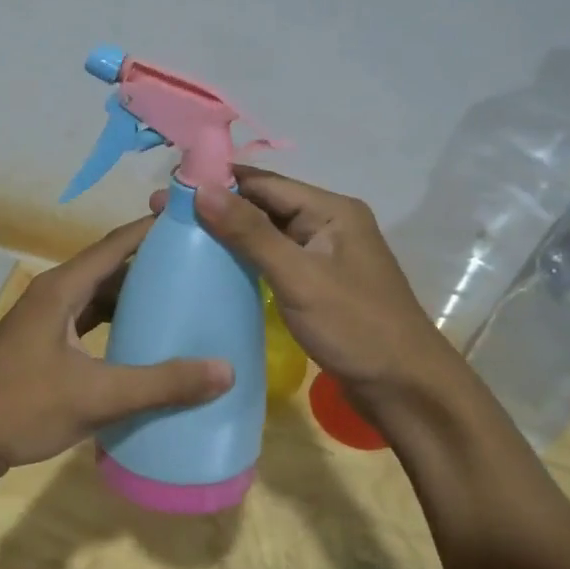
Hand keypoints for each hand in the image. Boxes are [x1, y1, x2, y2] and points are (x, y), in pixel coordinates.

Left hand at [0, 216, 232, 471]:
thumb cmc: (21, 406)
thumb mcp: (96, 396)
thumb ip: (160, 384)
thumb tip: (226, 370)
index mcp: (62, 289)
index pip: (116, 245)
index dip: (153, 230)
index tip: (195, 223)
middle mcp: (53, 295)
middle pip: (109, 267)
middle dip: (152, 264)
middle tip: (199, 265)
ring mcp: (44, 321)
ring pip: (97, 295)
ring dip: (133, 295)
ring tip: (180, 298)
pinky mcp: (42, 345)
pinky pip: (87, 320)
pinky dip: (115, 321)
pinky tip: (141, 337)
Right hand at [160, 168, 457, 405]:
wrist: (405, 388)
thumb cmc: (355, 327)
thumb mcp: (299, 277)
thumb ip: (251, 233)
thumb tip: (202, 189)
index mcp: (331, 210)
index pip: (265, 183)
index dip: (218, 180)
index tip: (171, 186)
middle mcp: (329, 224)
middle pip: (265, 205)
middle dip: (217, 206)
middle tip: (164, 214)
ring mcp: (324, 256)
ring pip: (267, 234)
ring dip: (228, 233)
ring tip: (180, 236)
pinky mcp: (318, 284)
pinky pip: (274, 261)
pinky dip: (245, 259)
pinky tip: (214, 266)